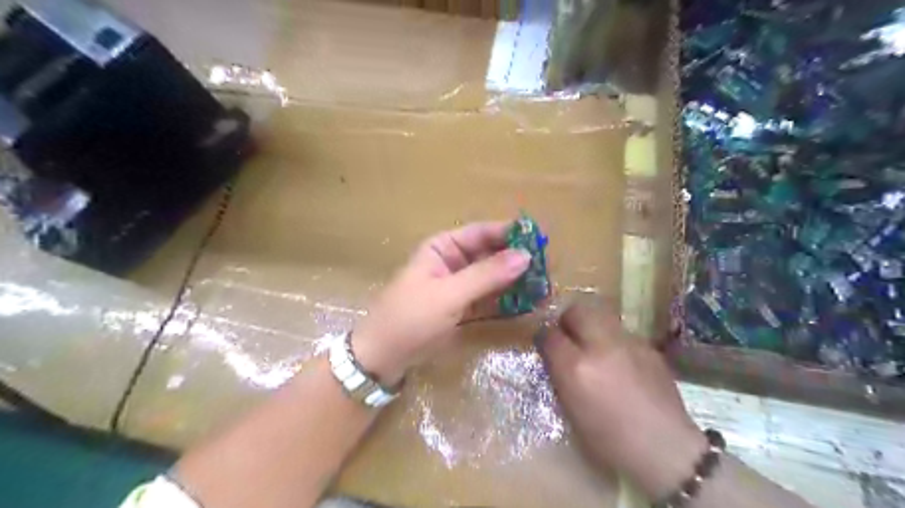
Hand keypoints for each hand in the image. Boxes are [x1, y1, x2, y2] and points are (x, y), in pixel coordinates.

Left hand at [346, 220, 530, 384]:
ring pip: (493, 278)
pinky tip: (528, 304)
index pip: (482, 233)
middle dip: (517, 260)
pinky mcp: (462, 308)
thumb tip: (526, 255)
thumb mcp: (448, 294)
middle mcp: (453, 262)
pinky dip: (507, 301)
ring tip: (545, 287)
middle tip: (549, 268)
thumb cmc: (410, 317)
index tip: (540, 238)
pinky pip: (489, 299)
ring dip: (516, 282)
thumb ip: (487, 275)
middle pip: (491, 255)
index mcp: (443, 248)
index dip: (510, 233)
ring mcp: (459, 286)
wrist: (383, 357)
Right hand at [532, 297, 710, 499]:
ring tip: (594, 346)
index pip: (550, 334)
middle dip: (568, 319)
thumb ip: (560, 376)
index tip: (545, 344)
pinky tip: (621, 363)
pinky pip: (622, 333)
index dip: (544, 337)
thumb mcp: (571, 412)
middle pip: (577, 311)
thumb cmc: (609, 441)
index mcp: (576, 368)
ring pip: (602, 316)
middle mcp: (600, 347)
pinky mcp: (648, 347)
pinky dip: (614, 342)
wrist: (665, 449)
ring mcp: (628, 343)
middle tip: (568, 336)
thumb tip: (554, 355)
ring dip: (592, 326)